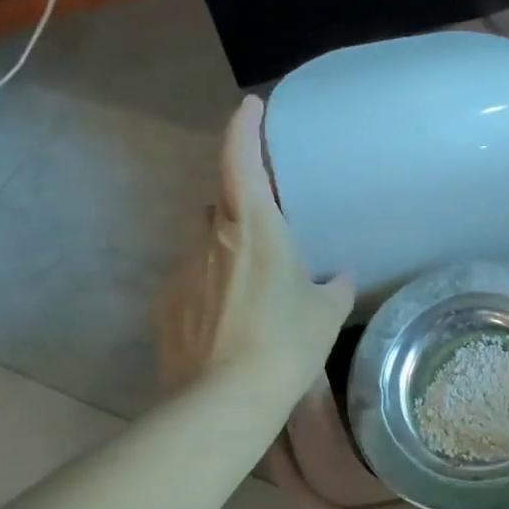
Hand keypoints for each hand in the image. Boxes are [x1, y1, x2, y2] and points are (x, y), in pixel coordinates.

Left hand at [156, 96, 353, 406]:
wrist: (224, 401)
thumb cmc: (285, 344)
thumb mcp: (324, 315)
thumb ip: (335, 288)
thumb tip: (342, 278)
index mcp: (254, 228)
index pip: (241, 161)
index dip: (244, 128)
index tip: (250, 107)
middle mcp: (212, 240)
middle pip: (222, 206)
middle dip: (241, 210)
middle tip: (269, 235)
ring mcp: (183, 273)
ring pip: (207, 248)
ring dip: (228, 258)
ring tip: (253, 296)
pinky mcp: (166, 307)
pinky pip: (192, 285)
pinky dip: (210, 293)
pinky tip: (228, 327)